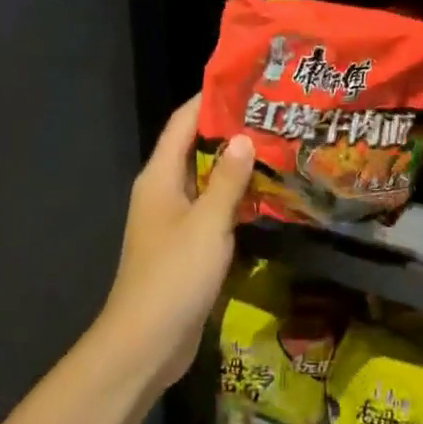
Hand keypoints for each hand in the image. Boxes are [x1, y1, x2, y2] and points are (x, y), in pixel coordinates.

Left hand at [100, 97, 255, 385]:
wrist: (146, 342)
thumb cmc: (173, 276)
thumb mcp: (207, 224)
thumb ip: (228, 180)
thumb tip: (244, 138)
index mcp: (159, 177)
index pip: (183, 124)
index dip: (209, 99)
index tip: (245, 81)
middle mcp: (163, 191)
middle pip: (196, 147)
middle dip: (230, 129)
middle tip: (273, 113)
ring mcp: (174, 219)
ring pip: (207, 179)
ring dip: (236, 164)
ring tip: (277, 145)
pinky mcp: (186, 245)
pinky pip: (212, 208)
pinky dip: (235, 196)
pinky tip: (266, 193)